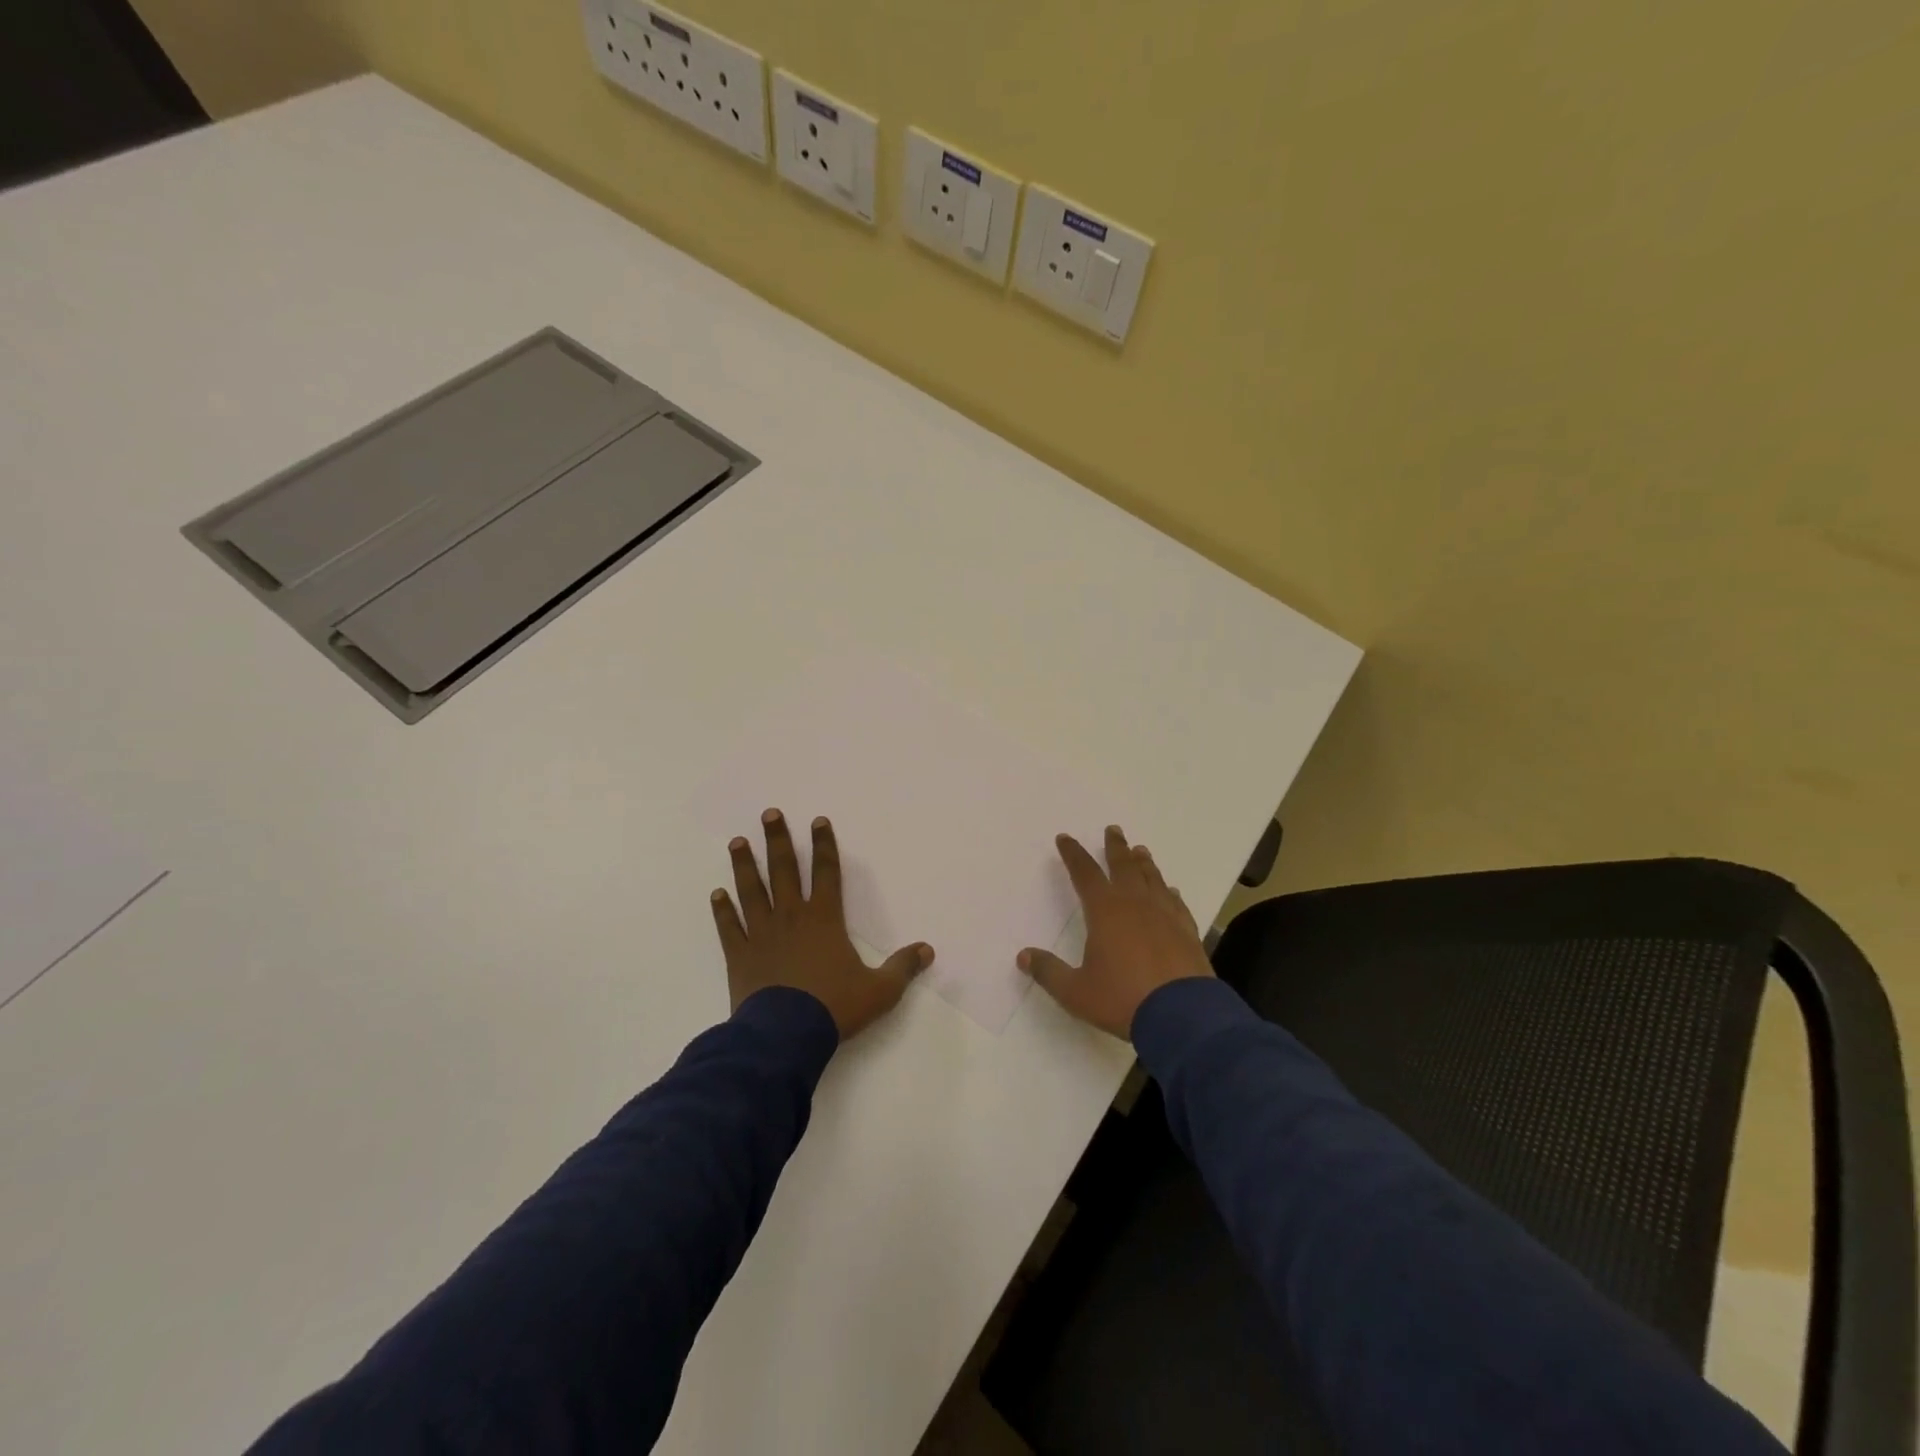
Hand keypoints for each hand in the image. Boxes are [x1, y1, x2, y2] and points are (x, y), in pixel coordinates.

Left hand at [711, 808, 932, 1040]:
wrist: (784, 1036)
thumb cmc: (834, 1007)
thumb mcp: (880, 991)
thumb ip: (902, 968)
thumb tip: (928, 950)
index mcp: (825, 919)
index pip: (827, 873)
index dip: (825, 845)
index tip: (818, 821)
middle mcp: (792, 917)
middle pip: (784, 870)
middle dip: (779, 840)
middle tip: (769, 813)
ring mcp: (762, 934)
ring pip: (752, 891)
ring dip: (745, 865)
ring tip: (737, 842)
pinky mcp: (740, 955)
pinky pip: (730, 927)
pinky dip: (723, 910)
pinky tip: (717, 894)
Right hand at [1018, 825, 1214, 1039]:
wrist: (1183, 1015)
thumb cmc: (1122, 999)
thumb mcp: (1076, 991)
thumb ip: (1049, 972)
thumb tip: (1023, 956)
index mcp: (1105, 911)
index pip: (1084, 873)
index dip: (1073, 854)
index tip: (1064, 838)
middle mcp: (1136, 904)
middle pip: (1123, 866)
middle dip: (1115, 847)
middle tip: (1113, 829)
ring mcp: (1165, 915)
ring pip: (1152, 879)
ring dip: (1143, 863)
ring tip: (1140, 850)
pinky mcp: (1187, 931)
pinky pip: (1176, 903)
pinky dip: (1169, 892)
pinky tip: (1170, 891)